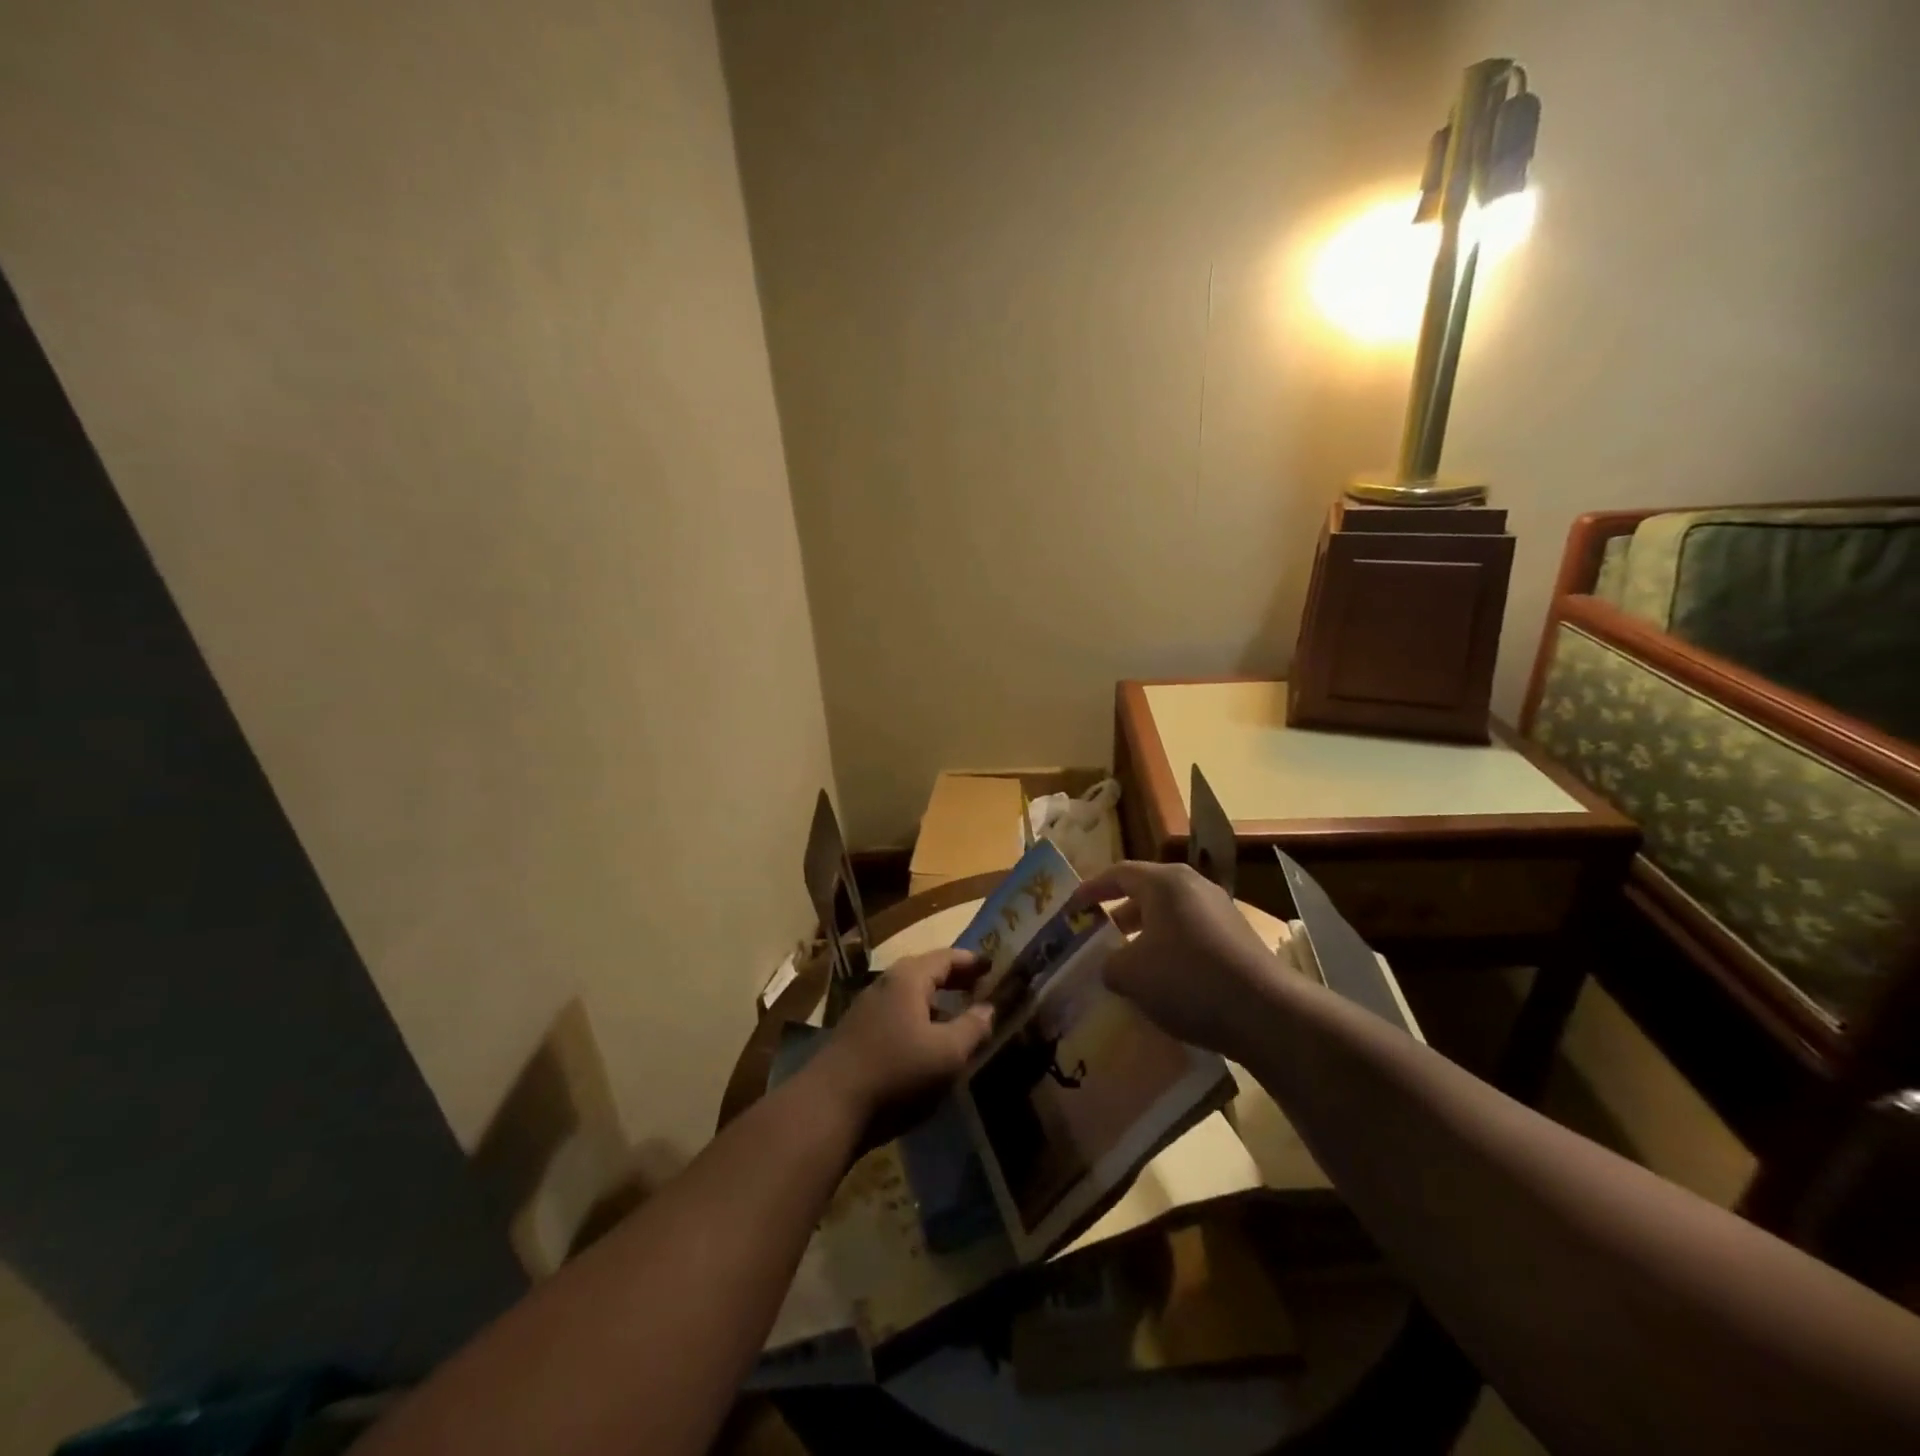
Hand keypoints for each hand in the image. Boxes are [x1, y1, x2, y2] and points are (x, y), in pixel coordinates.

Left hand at [807, 948, 994, 1125]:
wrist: (829, 1106)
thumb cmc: (896, 1072)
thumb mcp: (947, 1054)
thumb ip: (972, 1028)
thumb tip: (989, 1008)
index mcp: (909, 978)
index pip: (947, 957)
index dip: (972, 962)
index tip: (994, 967)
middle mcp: (886, 983)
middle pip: (926, 972)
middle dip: (954, 979)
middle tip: (981, 987)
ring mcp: (867, 1008)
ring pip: (910, 995)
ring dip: (936, 1001)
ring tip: (959, 1016)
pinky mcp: (857, 1033)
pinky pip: (897, 1014)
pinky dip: (919, 1018)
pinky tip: (928, 1042)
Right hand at [1069, 861, 1285, 1061]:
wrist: (1265, 1013)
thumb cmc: (1186, 979)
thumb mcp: (1130, 974)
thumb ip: (1109, 964)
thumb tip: (1112, 966)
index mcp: (1164, 882)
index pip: (1118, 873)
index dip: (1090, 889)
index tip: (1071, 907)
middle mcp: (1194, 887)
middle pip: (1146, 893)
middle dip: (1118, 914)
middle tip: (1096, 936)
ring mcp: (1220, 912)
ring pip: (1170, 917)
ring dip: (1145, 936)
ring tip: (1126, 963)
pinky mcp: (1237, 939)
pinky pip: (1191, 936)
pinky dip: (1169, 951)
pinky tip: (1162, 983)